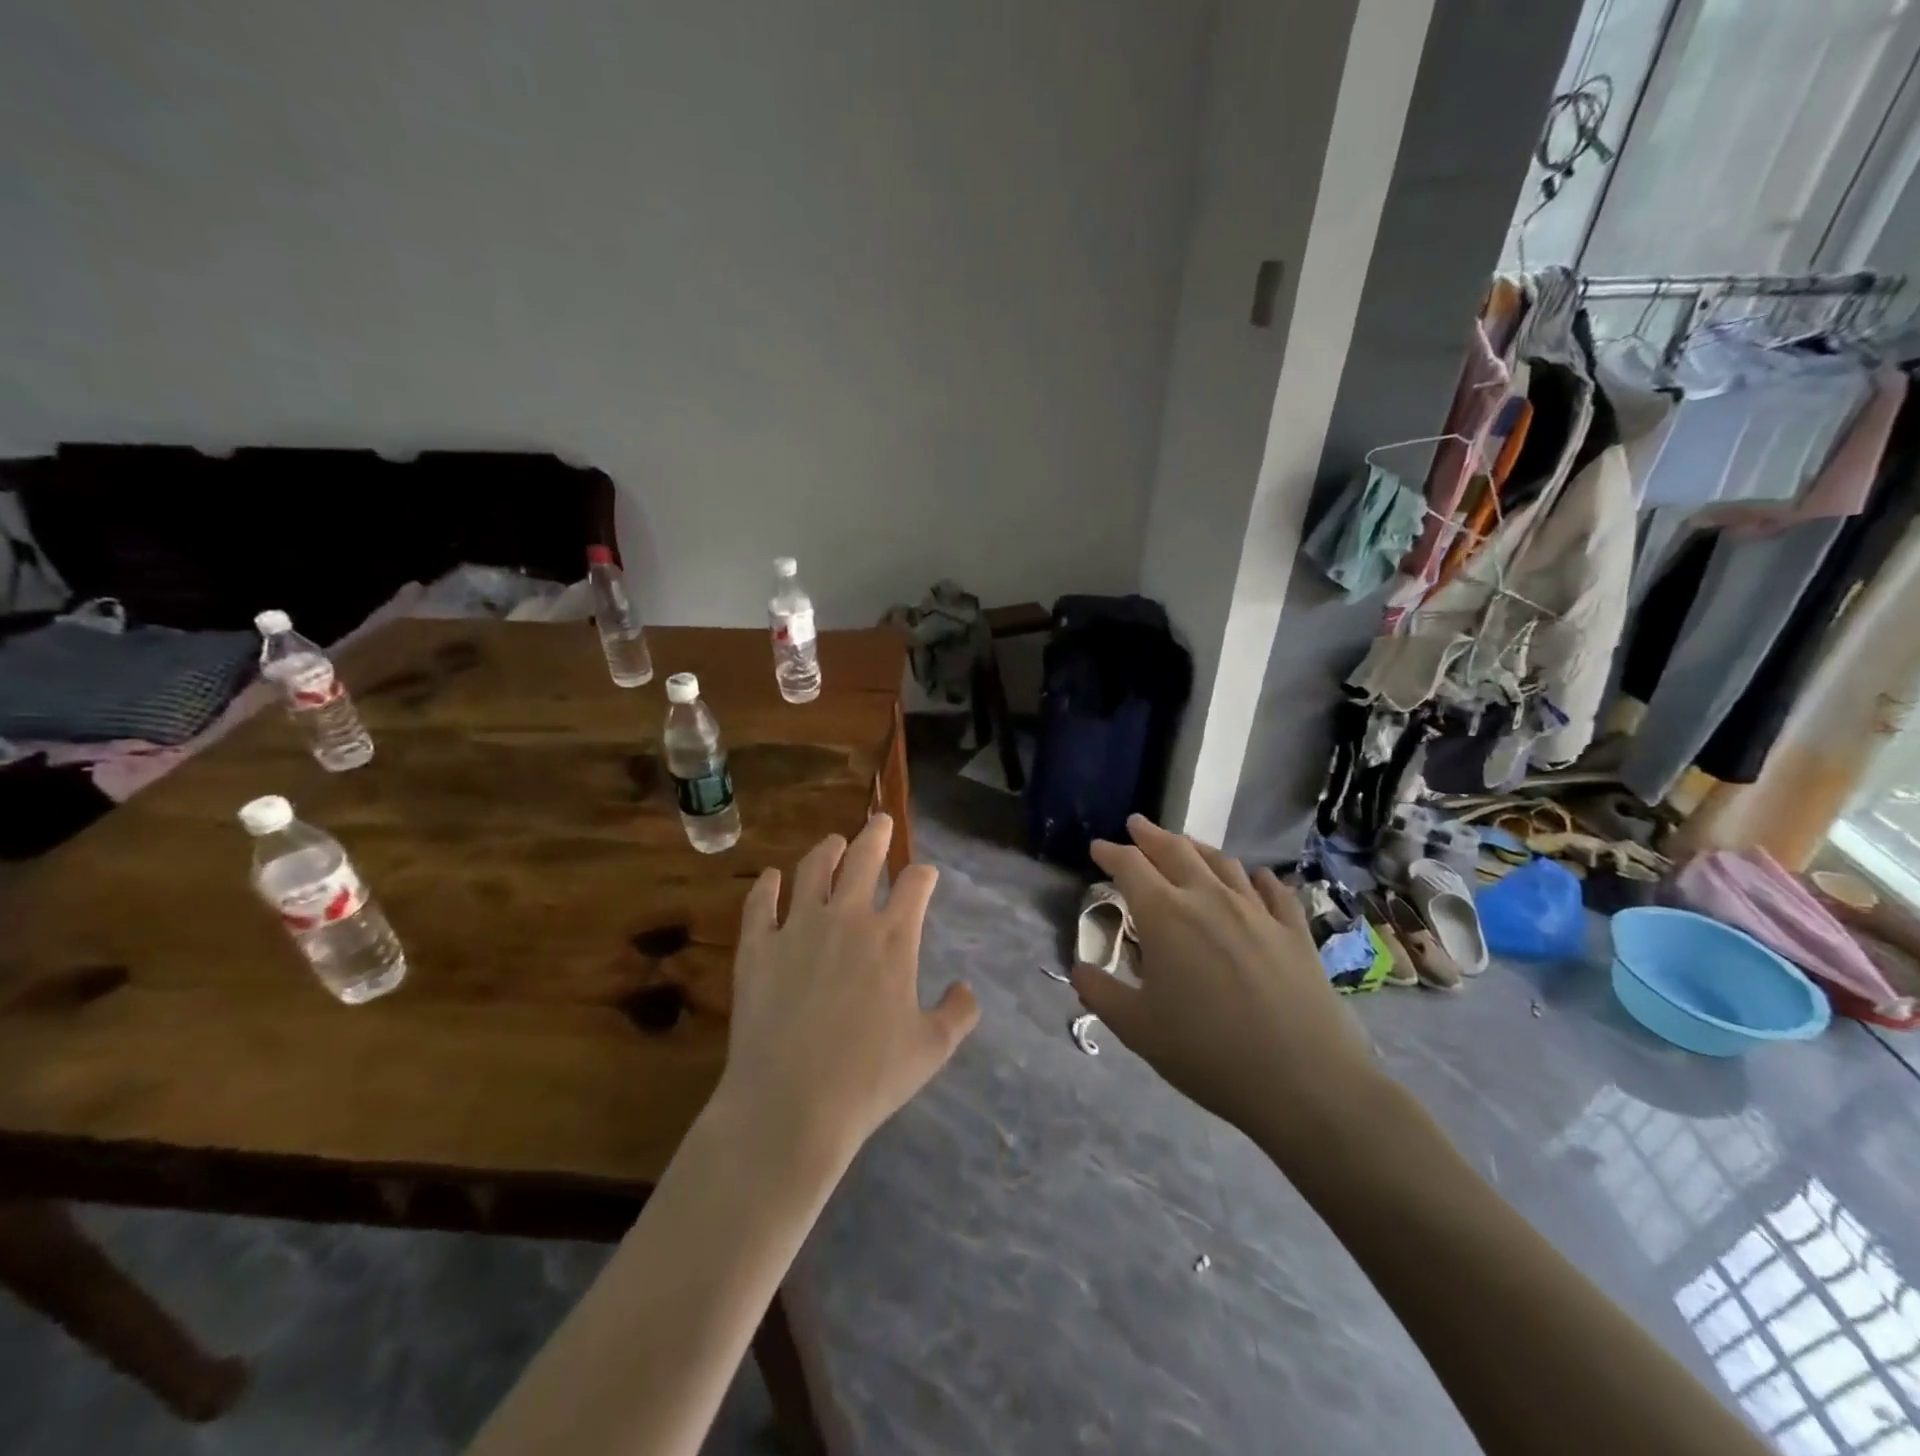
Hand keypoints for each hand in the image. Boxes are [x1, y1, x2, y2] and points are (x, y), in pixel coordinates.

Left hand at [715, 814, 979, 1169]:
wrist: (791, 1103)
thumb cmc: (869, 1078)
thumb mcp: (931, 1049)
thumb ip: (958, 1013)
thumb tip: (966, 989)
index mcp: (893, 937)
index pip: (915, 885)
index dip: (923, 875)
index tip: (925, 874)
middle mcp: (847, 917)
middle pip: (864, 858)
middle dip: (877, 835)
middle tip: (880, 821)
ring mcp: (798, 927)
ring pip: (812, 869)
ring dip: (826, 850)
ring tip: (833, 842)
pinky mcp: (757, 946)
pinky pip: (760, 903)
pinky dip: (767, 886)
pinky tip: (771, 878)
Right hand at [1070, 815, 1378, 1151]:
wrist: (1305, 1082)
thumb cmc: (1208, 1053)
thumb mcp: (1138, 1030)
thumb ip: (1101, 994)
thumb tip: (1079, 969)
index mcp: (1166, 916)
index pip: (1131, 867)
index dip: (1111, 853)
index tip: (1097, 846)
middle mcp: (1210, 899)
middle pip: (1176, 851)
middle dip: (1151, 835)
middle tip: (1136, 824)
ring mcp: (1257, 911)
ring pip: (1223, 863)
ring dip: (1197, 848)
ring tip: (1185, 844)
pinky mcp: (1294, 931)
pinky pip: (1274, 891)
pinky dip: (1258, 877)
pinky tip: (1256, 876)